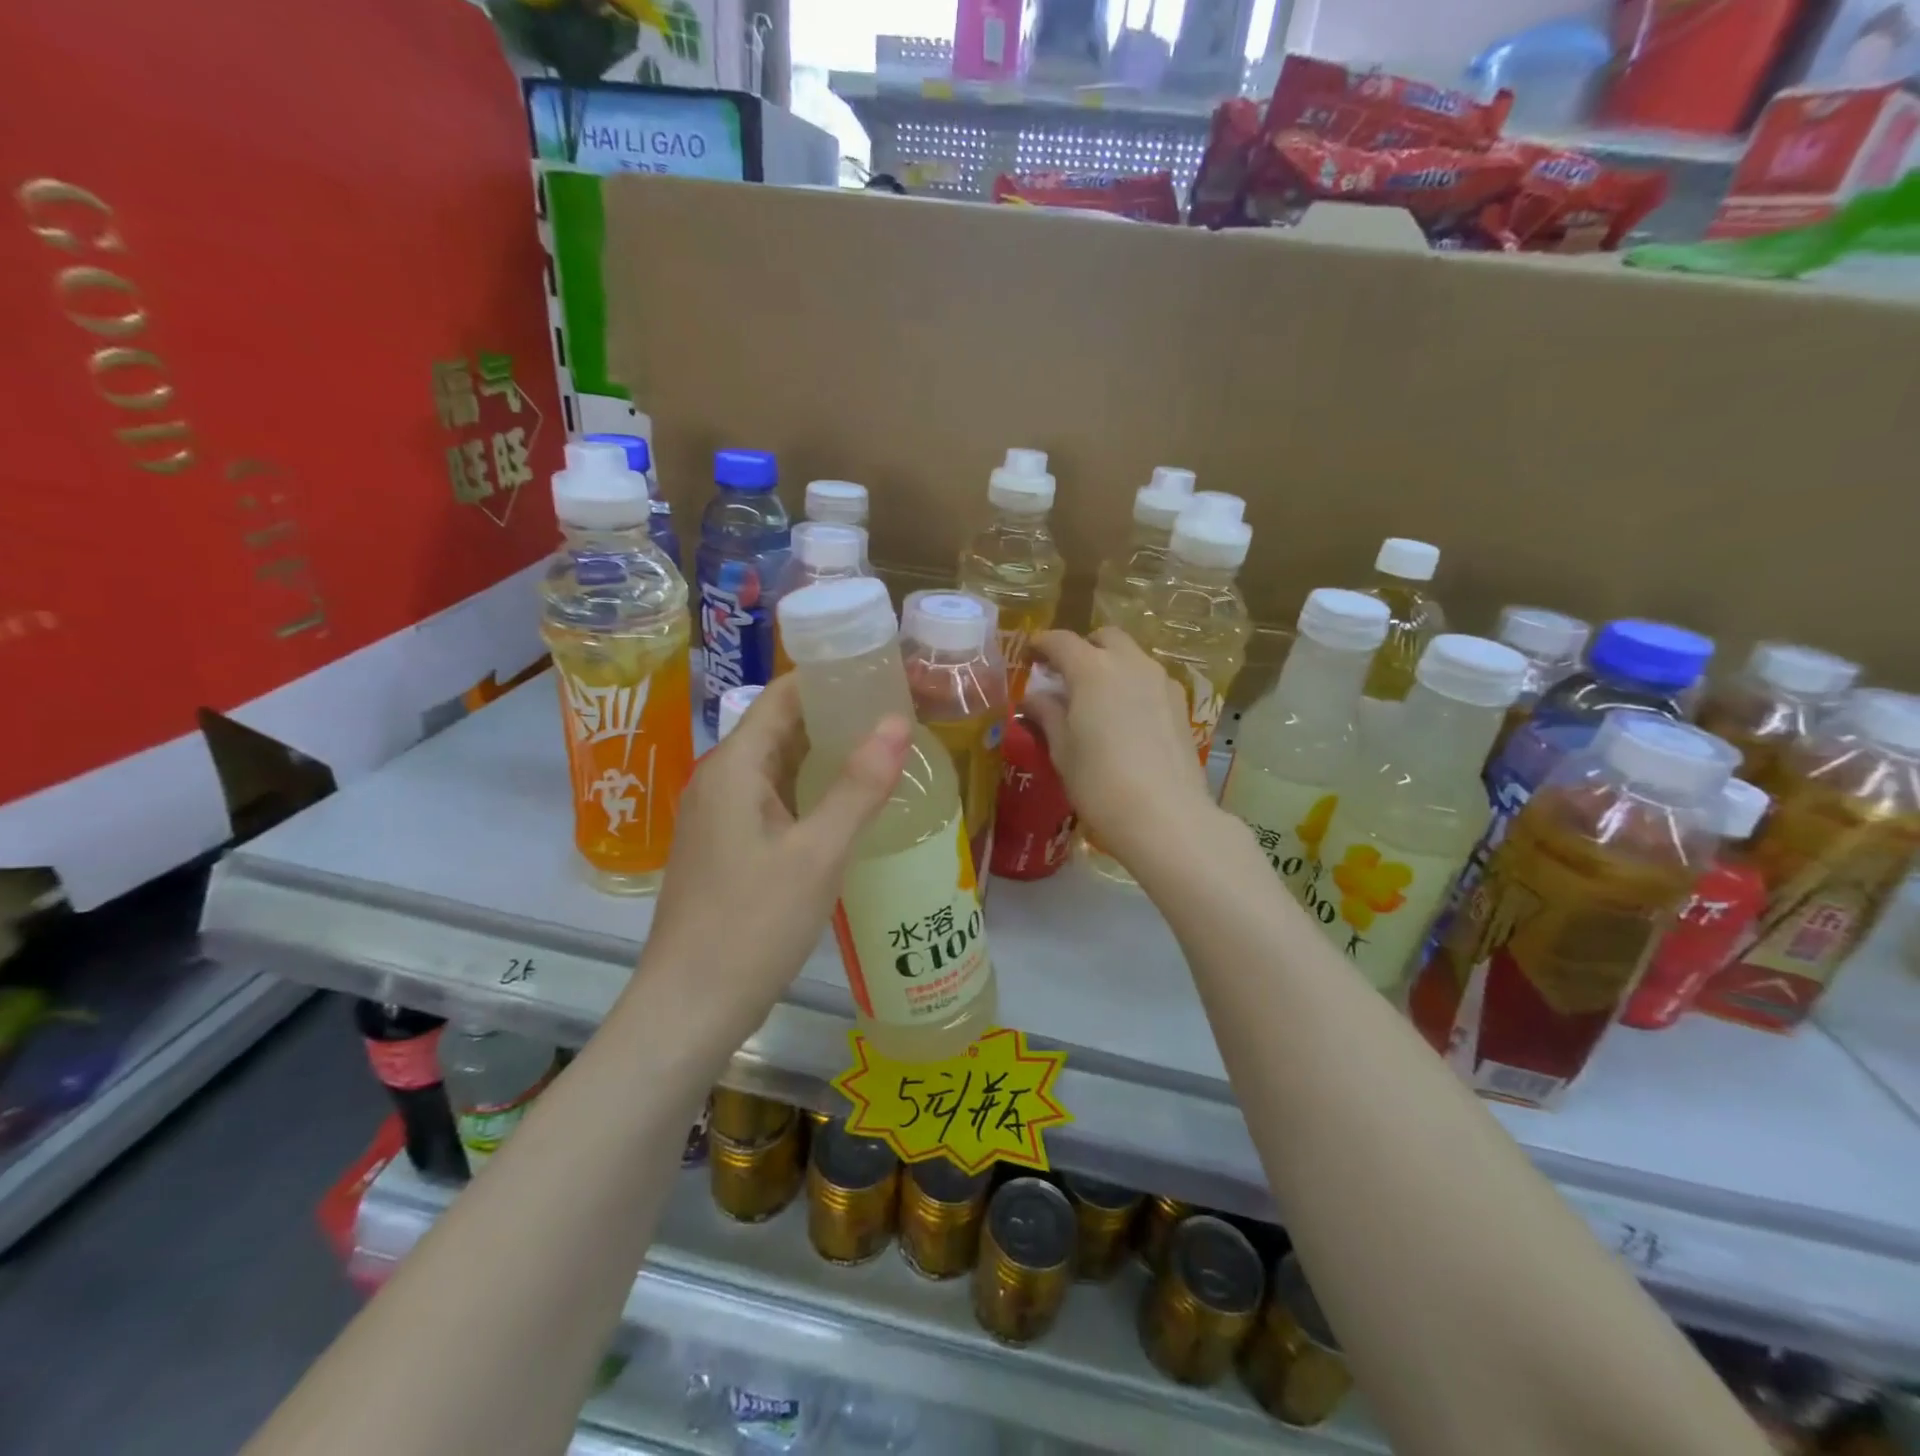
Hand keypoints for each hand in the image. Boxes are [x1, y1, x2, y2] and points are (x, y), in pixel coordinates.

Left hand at [636, 674, 909, 1044]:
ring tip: (887, 754)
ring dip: (828, 756)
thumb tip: (898, 722)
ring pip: (781, 767)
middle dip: (838, 717)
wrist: (690, 1007)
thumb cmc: (752, 925)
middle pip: (782, 727)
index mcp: (735, 767)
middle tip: (900, 716)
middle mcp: (722, 781)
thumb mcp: (818, 854)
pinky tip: (851, 807)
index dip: (831, 678)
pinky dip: (813, 793)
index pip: (784, 695)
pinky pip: (776, 801)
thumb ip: (858, 786)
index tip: (884, 675)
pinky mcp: (728, 848)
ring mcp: (721, 817)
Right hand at [1027, 628, 1221, 872]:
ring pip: (1131, 657)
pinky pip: (1150, 680)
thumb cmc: (1100, 783)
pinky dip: (1132, 685)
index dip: (1040, 645)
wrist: (1166, 817)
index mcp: (1093, 669)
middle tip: (1065, 675)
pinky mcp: (1181, 705)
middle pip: (1104, 638)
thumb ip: (1047, 716)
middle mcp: (1130, 664)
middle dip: (1082, 648)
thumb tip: (1032, 699)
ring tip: (1095, 699)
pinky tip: (1124, 717)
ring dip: (1110, 666)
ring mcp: (1162, 682)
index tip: (1028, 657)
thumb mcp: (1062, 751)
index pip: (1060, 641)